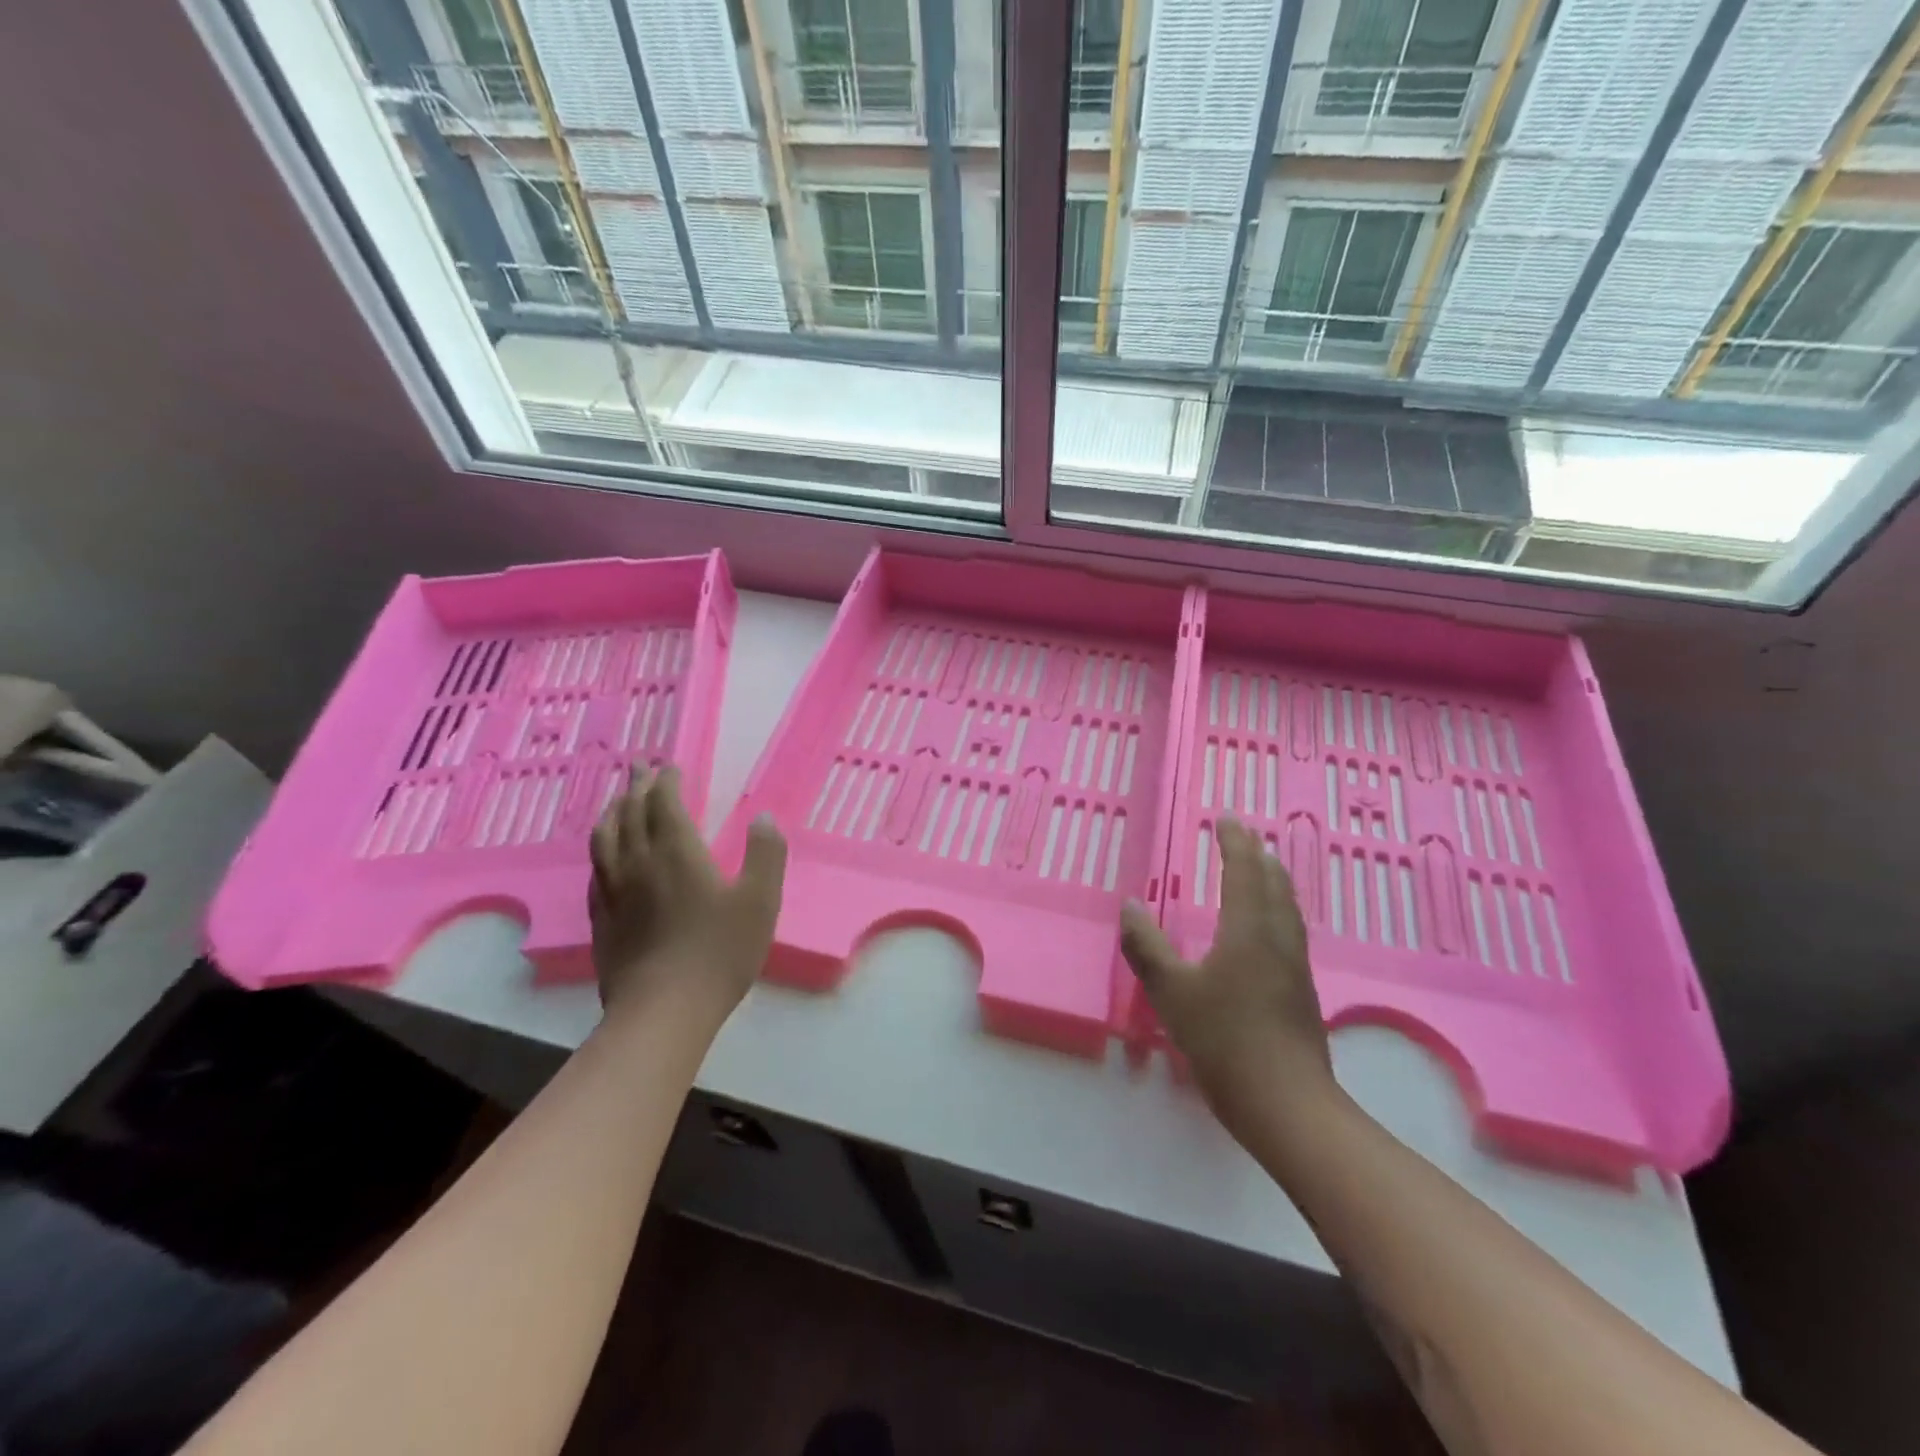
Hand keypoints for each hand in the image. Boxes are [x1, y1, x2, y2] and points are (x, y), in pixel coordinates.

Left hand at [587, 767, 786, 1026]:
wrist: (663, 1010)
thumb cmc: (719, 951)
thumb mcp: (760, 900)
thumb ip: (765, 854)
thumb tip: (763, 817)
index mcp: (676, 852)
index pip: (664, 803)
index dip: (666, 782)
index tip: (670, 767)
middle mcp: (639, 862)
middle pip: (630, 813)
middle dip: (637, 787)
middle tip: (641, 769)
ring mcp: (614, 891)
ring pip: (605, 838)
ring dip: (613, 812)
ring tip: (618, 802)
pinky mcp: (601, 919)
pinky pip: (596, 870)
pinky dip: (602, 849)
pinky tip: (606, 857)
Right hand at [1120, 818, 1333, 1130]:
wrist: (1287, 1105)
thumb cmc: (1225, 1040)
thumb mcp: (1171, 993)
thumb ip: (1147, 947)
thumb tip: (1130, 906)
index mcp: (1249, 930)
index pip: (1244, 871)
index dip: (1235, 842)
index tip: (1226, 818)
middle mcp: (1278, 939)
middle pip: (1275, 884)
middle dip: (1257, 855)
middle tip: (1242, 836)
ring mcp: (1295, 967)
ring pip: (1287, 908)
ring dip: (1272, 880)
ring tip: (1259, 869)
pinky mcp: (1301, 992)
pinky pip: (1289, 930)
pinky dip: (1276, 908)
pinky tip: (1266, 928)